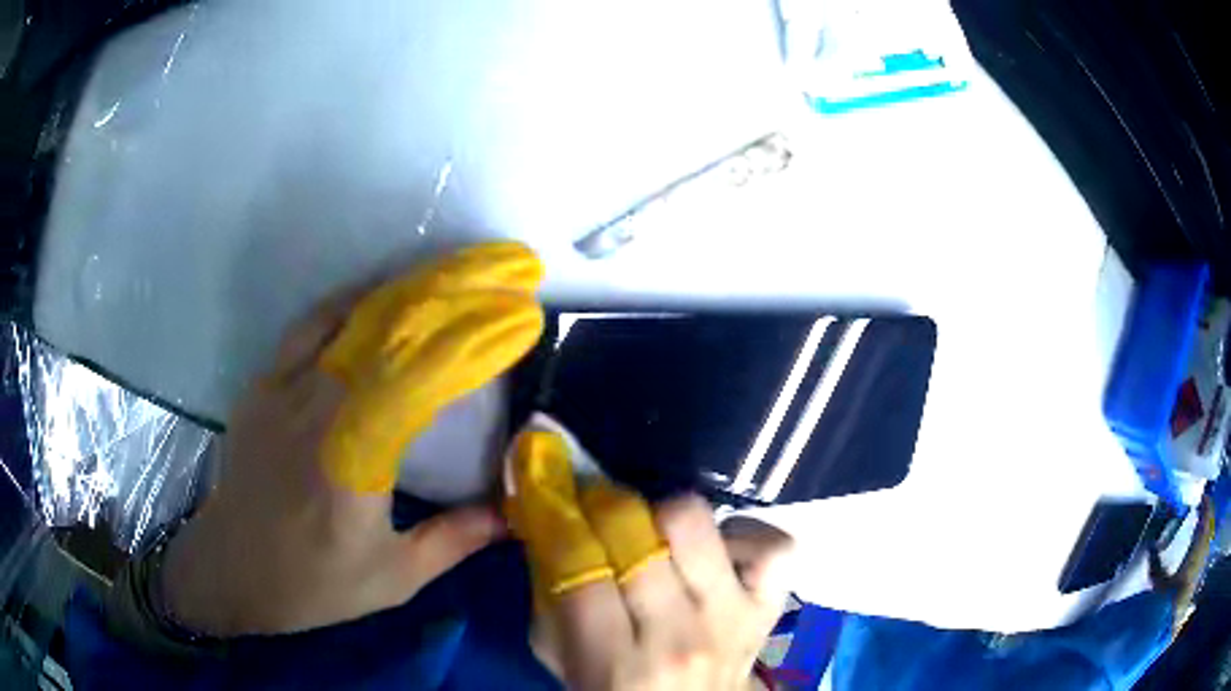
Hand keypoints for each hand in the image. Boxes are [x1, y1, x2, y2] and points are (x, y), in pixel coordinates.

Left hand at [160, 284, 508, 635]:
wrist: (232, 568)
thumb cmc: (314, 582)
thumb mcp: (394, 578)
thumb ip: (455, 539)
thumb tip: (516, 512)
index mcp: (350, 459)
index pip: (419, 374)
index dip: (473, 336)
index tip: (519, 315)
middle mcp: (314, 408)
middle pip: (387, 326)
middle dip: (452, 290)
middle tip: (501, 271)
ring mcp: (282, 386)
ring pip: (350, 313)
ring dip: (408, 286)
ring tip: (454, 272)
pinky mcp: (264, 381)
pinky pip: (313, 323)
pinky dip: (355, 300)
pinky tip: (382, 295)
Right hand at [552, 499, 791, 689]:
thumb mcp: (564, 659)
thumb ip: (551, 598)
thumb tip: (549, 522)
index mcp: (615, 661)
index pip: (580, 565)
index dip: (560, 517)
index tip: (554, 497)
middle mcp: (678, 636)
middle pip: (636, 534)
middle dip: (605, 508)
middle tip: (597, 511)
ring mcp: (732, 617)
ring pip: (695, 522)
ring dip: (664, 517)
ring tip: (655, 536)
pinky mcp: (771, 605)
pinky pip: (772, 545)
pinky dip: (743, 536)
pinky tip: (717, 553)